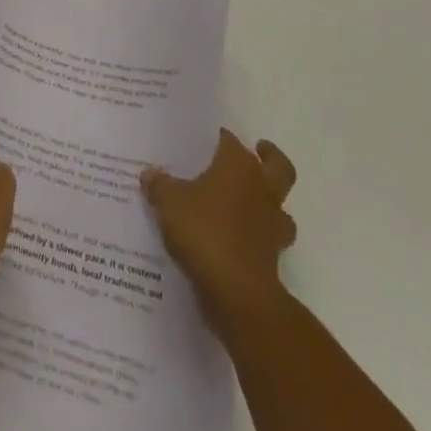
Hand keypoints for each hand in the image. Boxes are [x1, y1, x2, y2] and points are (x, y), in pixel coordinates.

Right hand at [142, 130, 297, 329]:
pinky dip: (256, 238)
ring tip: (246, 203)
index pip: (231, 141)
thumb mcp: (169, 203)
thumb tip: (150, 174)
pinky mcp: (272, 258)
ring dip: (268, 203)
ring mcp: (272, 226)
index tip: (207, 139)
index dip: (220, 138)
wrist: (238, 293)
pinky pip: (267, 240)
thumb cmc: (205, 232)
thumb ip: (160, 185)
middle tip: (257, 152)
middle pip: (278, 166)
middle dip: (270, 157)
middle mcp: (262, 190)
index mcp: (239, 166)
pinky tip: (235, 241)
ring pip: (279, 206)